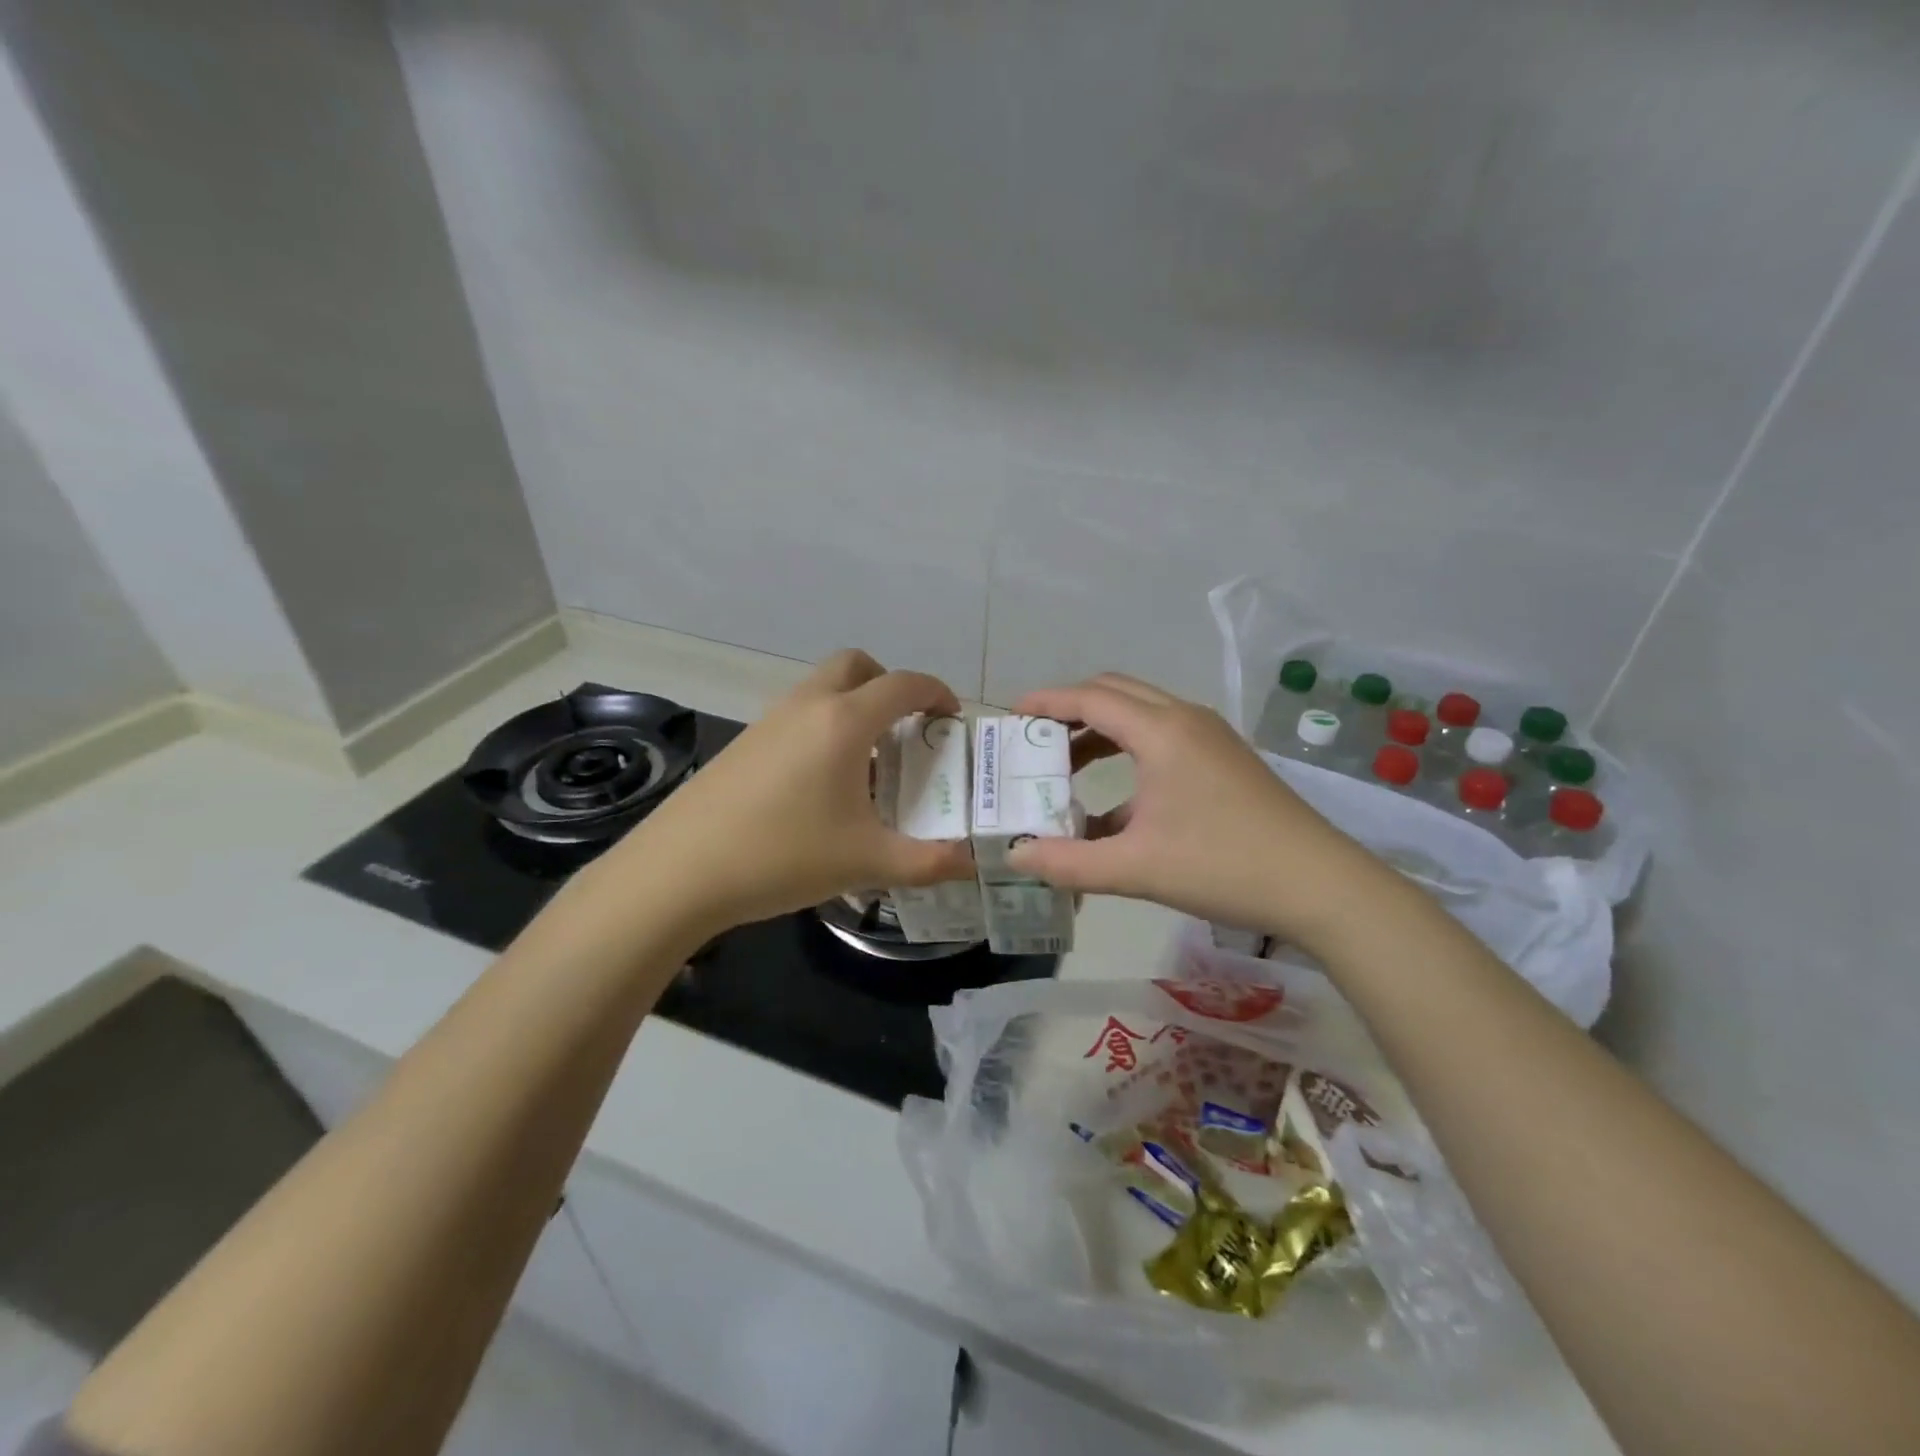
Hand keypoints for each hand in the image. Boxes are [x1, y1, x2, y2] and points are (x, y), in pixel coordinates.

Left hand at [613, 650, 976, 934]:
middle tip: (907, 729)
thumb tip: (972, 863)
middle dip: (889, 685)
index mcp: (843, 722)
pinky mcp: (745, 743)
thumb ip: (929, 861)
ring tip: (869, 764)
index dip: (936, 693)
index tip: (952, 719)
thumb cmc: (782, 856)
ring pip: (822, 689)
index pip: (903, 684)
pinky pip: (797, 715)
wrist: (679, 871)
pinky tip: (822, 785)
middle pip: (856, 665)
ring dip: (854, 707)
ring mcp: (769, 721)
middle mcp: (807, 706)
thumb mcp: (867, 862)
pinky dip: (823, 727)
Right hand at [1006, 673, 1388, 946]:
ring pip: (1141, 714)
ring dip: (1100, 733)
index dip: (1046, 702)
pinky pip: (1163, 739)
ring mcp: (1210, 737)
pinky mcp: (1225, 759)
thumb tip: (1016, 856)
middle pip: (1115, 693)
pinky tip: (1116, 806)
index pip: (1090, 698)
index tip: (1011, 714)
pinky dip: (1129, 754)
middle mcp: (1185, 719)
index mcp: (1162, 732)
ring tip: (1066, 770)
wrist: (1320, 885)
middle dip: (1070, 711)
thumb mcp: (1136, 869)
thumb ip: (1068, 862)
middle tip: (1035, 742)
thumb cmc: (1223, 866)